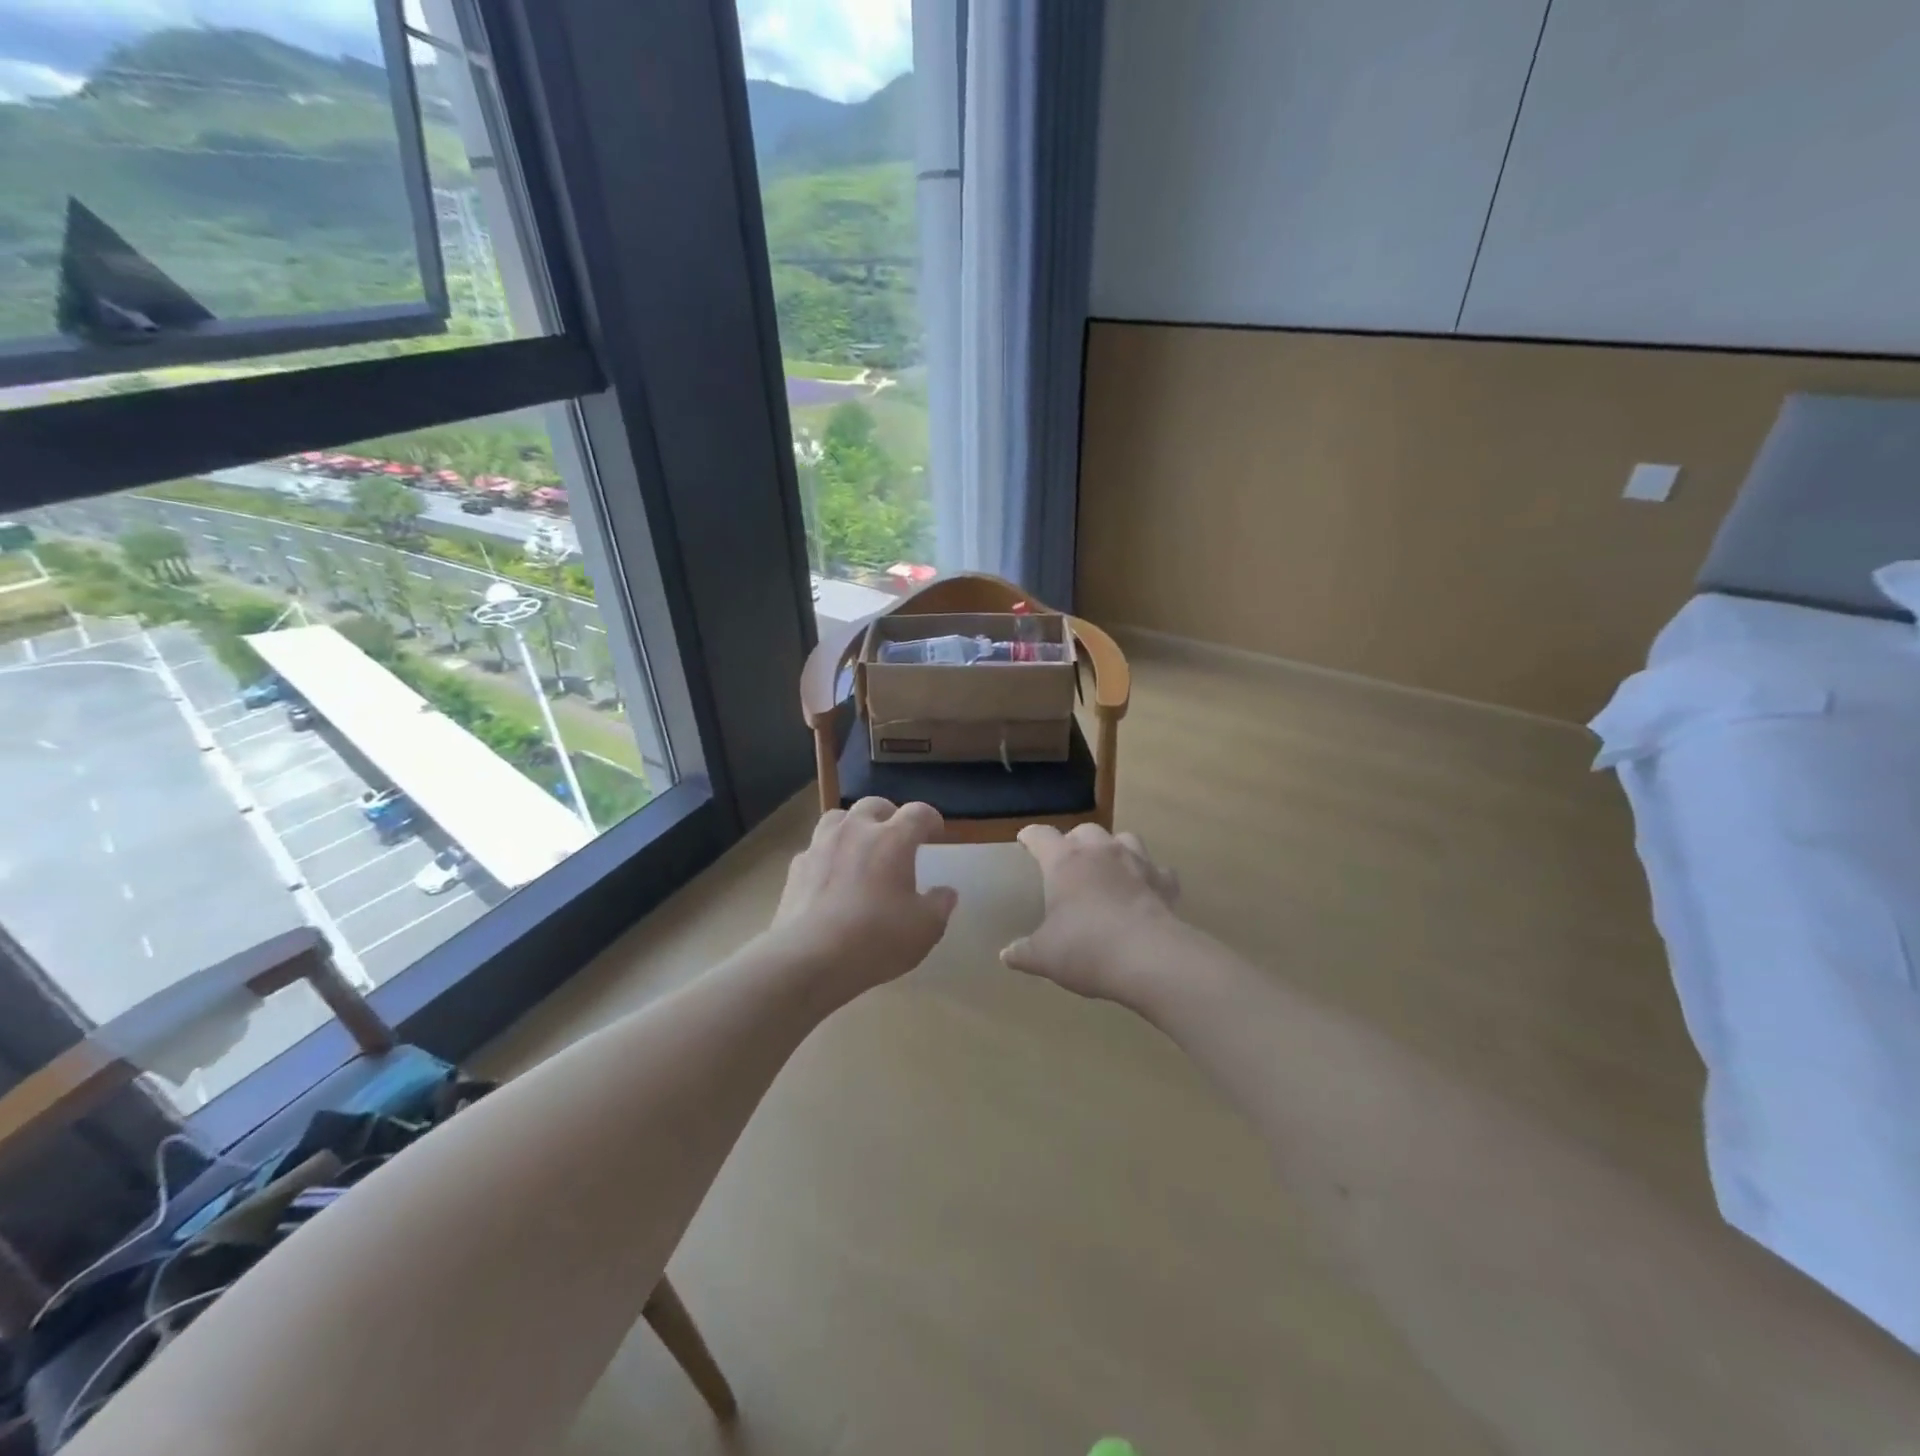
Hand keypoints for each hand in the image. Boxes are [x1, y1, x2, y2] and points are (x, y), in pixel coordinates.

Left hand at [770, 798, 957, 1001]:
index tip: (936, 833)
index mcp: (892, 840)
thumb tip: (945, 892)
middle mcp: (855, 832)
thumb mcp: (925, 929)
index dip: (931, 819)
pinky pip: (815, 848)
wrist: (810, 958)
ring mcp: (821, 846)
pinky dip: (827, 855)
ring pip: (838, 818)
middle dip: (890, 815)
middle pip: (874, 805)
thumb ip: (940, 905)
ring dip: (853, 826)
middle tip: (897, 836)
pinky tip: (830, 876)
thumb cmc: (876, 939)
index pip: (918, 813)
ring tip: (860, 847)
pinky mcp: (796, 868)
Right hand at [1001, 823, 1183, 1005]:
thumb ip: (1023, 952)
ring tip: (1109, 868)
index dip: (1031, 837)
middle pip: (1085, 830)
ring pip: (1124, 839)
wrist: (1149, 958)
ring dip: (1114, 849)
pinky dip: (1150, 877)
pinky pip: (1157, 870)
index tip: (1026, 841)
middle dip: (1075, 841)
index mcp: (1064, 861)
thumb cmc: (1086, 949)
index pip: (1041, 836)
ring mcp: (1136, 862)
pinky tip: (1146, 891)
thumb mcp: (1044, 956)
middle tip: (1070, 862)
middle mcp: (1100, 851)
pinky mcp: (1164, 881)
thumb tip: (1006, 955)